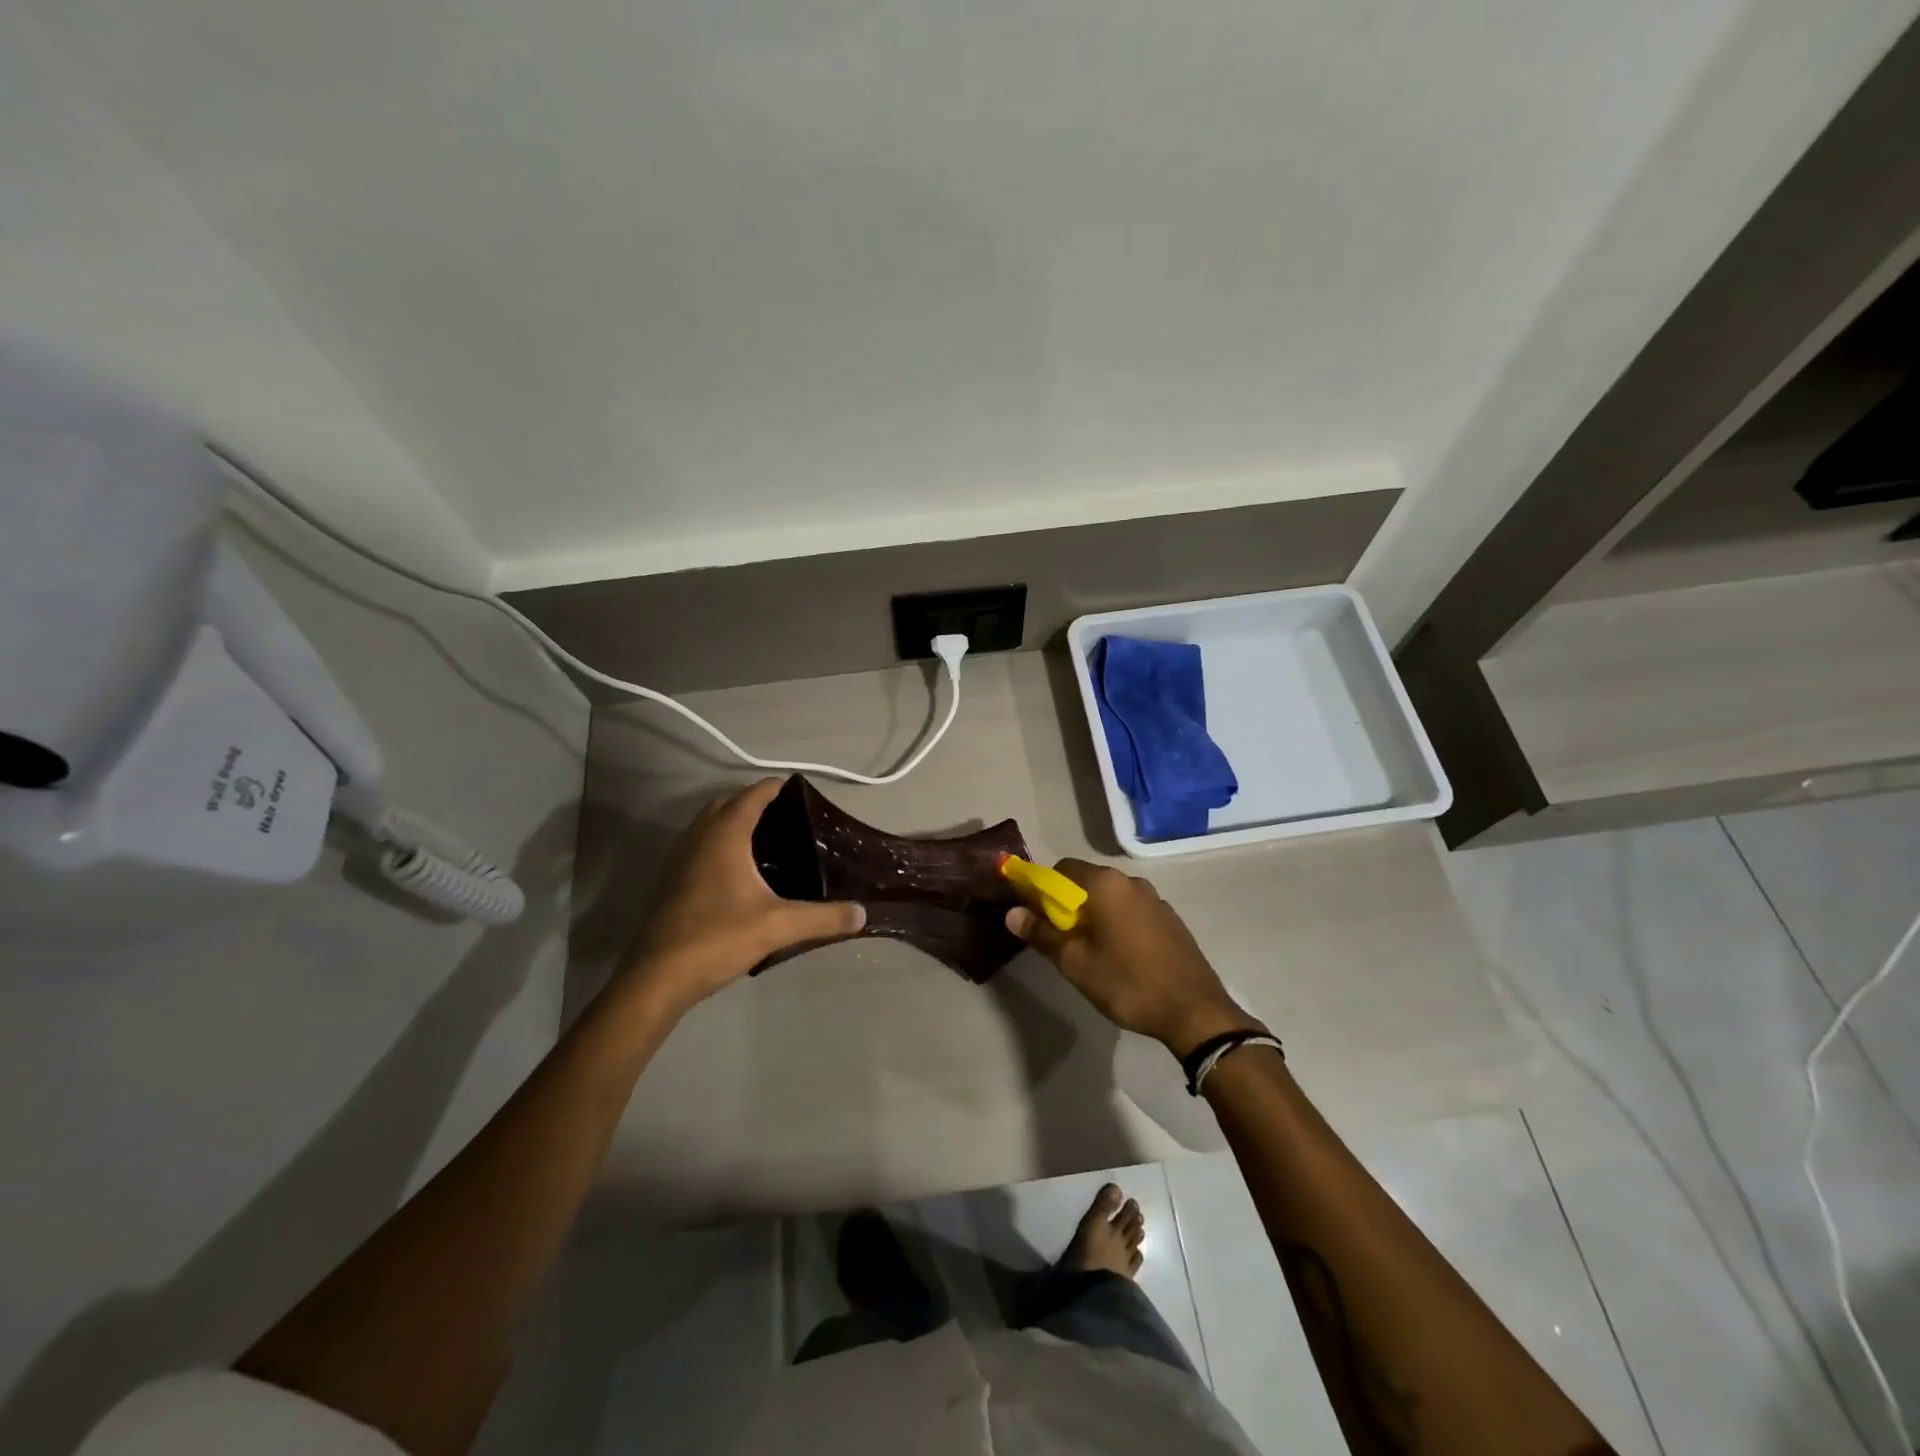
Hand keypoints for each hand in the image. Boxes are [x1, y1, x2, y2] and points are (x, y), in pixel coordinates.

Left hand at [622, 779, 864, 1015]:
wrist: (658, 977)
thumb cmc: (718, 937)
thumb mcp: (779, 926)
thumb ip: (823, 918)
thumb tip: (862, 913)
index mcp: (724, 835)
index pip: (752, 795)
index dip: (776, 788)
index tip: (800, 790)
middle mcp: (699, 837)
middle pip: (727, 804)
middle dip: (754, 803)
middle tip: (788, 818)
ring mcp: (680, 859)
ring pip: (709, 826)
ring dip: (734, 823)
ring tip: (768, 841)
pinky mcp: (672, 881)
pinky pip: (700, 847)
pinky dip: (720, 845)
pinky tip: (740, 873)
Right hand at [1005, 859, 1264, 1056]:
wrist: (1194, 1012)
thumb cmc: (1127, 983)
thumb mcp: (1075, 963)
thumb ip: (1042, 934)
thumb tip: (1012, 912)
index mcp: (1106, 884)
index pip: (1062, 869)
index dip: (1043, 888)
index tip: (1036, 915)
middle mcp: (1131, 882)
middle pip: (1087, 881)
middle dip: (1068, 904)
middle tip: (1059, 939)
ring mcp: (1155, 899)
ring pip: (1111, 898)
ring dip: (1094, 915)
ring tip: (1089, 951)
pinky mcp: (1170, 920)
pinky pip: (1132, 911)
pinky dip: (1117, 923)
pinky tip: (1120, 956)